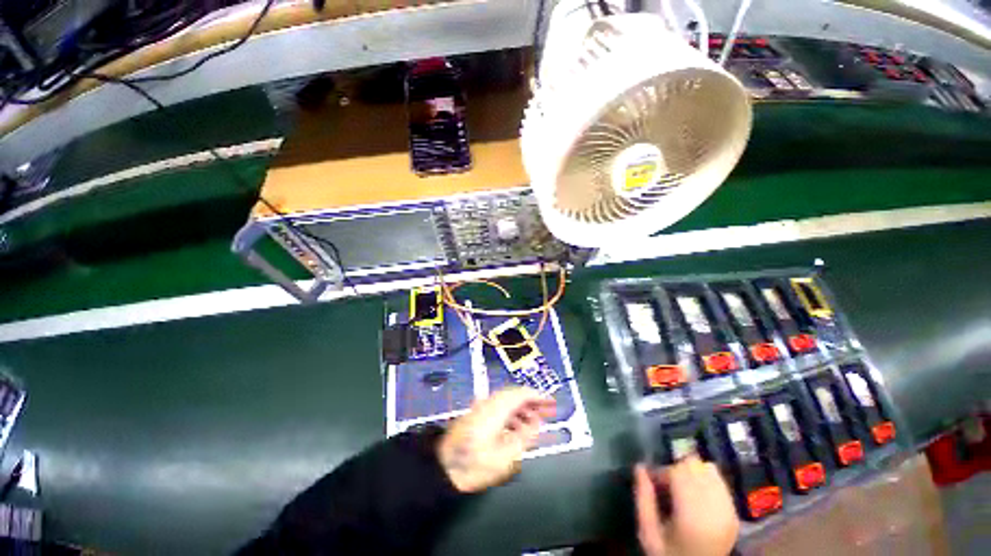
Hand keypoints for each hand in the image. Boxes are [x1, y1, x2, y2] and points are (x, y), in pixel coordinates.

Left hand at [438, 387, 555, 492]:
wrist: (443, 466)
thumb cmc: (475, 462)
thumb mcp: (506, 455)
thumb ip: (525, 436)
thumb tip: (536, 423)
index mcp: (497, 407)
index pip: (522, 393)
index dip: (539, 396)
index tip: (551, 402)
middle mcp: (489, 402)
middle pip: (515, 395)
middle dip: (532, 402)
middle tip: (546, 411)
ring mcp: (482, 407)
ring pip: (507, 401)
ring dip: (522, 409)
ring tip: (534, 422)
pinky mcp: (477, 414)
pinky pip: (499, 408)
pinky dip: (511, 413)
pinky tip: (516, 427)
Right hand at [635, 456, 739, 555]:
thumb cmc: (670, 553)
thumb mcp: (648, 533)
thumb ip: (643, 499)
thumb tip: (639, 467)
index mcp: (693, 515)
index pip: (679, 472)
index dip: (662, 471)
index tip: (651, 480)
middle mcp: (715, 508)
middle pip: (694, 467)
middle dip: (676, 469)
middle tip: (664, 485)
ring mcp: (729, 510)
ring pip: (708, 469)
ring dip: (691, 472)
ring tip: (680, 488)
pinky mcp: (735, 512)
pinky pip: (720, 481)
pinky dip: (705, 479)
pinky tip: (696, 492)